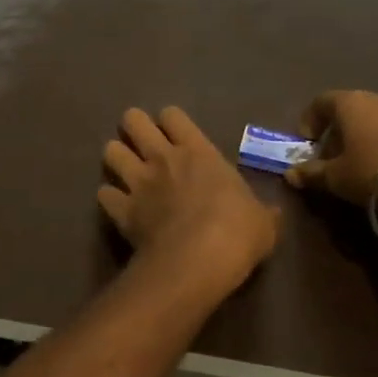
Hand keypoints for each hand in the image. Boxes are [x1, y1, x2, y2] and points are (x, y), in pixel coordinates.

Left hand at [99, 107, 278, 291]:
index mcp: (198, 152)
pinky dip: (109, 198)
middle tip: (142, 143)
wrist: (198, 261)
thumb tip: (274, 214)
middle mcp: (162, 158)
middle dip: (134, 127)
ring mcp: (138, 182)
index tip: (175, 134)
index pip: (172, 115)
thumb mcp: (263, 222)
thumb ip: (263, 212)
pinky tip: (117, 206)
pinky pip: (103, 194)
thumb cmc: (237, 233)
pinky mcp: (121, 210)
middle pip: (133, 121)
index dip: (170, 121)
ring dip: (116, 159)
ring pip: (110, 151)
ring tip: (125, 171)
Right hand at [283, 89, 377, 204]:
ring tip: (358, 164)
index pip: (320, 102)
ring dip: (360, 137)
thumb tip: (290, 174)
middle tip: (331, 158)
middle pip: (346, 109)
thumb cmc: (373, 171)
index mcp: (349, 102)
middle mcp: (375, 97)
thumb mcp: (336, 177)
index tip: (307, 144)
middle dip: (335, 132)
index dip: (309, 121)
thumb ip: (311, 173)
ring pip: (370, 118)